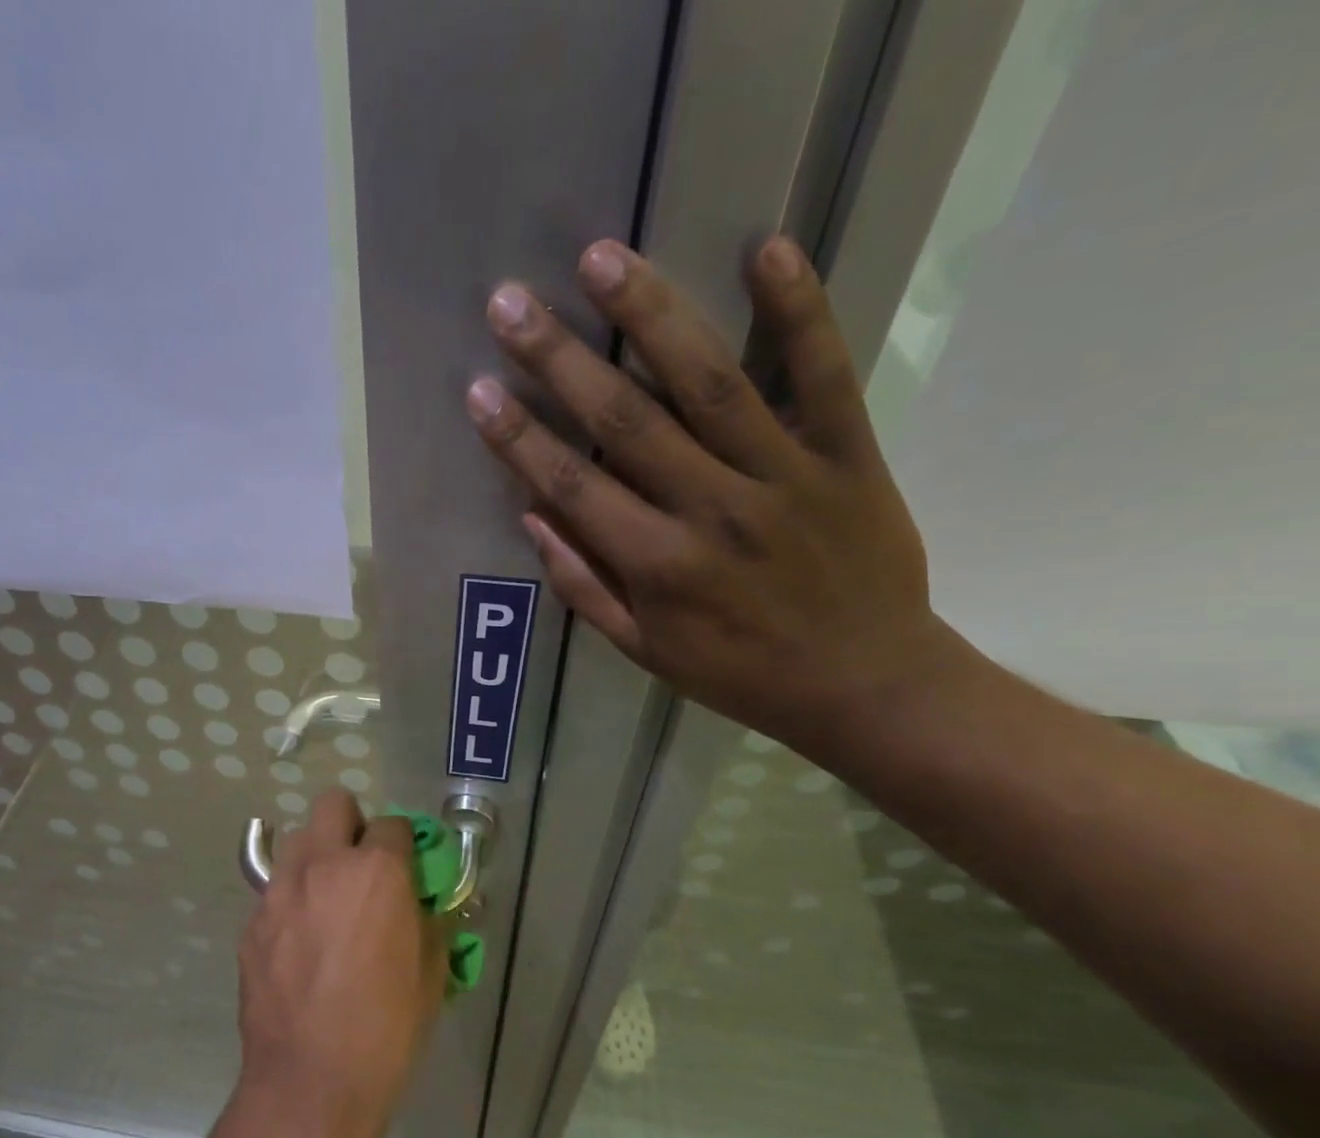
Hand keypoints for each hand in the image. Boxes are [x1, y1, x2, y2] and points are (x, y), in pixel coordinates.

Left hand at [234, 791, 445, 1137]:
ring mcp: (279, 891)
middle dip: (352, 824)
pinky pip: (274, 890)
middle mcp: (323, 865)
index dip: (404, 844)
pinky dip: (291, 900)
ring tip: (327, 900)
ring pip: (296, 841)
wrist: (312, 1082)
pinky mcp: (251, 922)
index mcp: (376, 872)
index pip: (394, 824)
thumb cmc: (387, 1028)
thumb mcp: (431, 973)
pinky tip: (299, 943)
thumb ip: (428, 922)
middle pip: (332, 804)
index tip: (406, 868)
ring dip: (317, 856)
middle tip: (362, 866)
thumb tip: (421, 906)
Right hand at [466, 235, 963, 754]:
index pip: (573, 487)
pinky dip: (800, 310)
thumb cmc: (739, 673)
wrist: (863, 684)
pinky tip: (766, 249)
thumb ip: (584, 586)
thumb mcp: (645, 651)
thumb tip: (532, 517)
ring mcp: (783, 474)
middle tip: (511, 302)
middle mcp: (712, 510)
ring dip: (651, 316)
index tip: (478, 390)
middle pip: (625, 422)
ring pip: (710, 383)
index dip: (519, 438)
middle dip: (560, 360)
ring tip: (602, 257)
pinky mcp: (847, 452)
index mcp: (657, 566)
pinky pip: (824, 372)